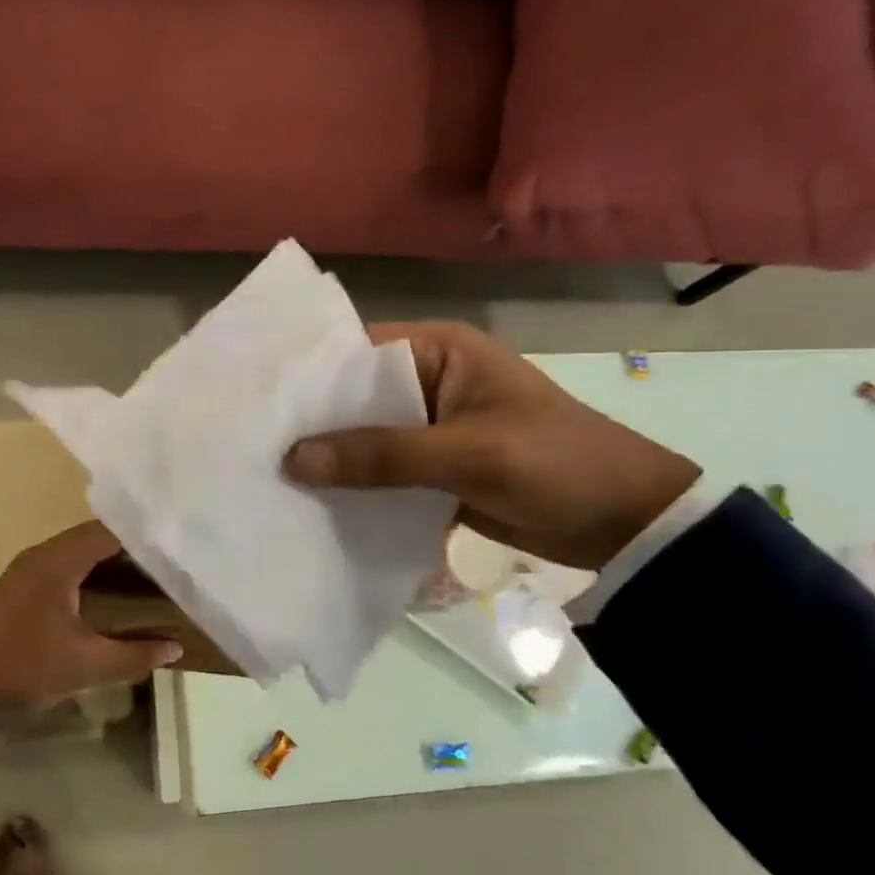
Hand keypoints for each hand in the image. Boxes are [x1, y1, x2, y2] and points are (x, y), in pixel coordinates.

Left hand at [0, 521, 181, 711]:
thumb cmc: (24, 668)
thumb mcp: (86, 666)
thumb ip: (134, 655)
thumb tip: (175, 648)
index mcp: (57, 562)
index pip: (108, 532)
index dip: (143, 537)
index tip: (175, 546)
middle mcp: (40, 556)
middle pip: (93, 539)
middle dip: (130, 549)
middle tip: (167, 561)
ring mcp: (24, 571)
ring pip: (75, 554)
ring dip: (107, 562)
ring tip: (147, 575)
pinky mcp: (16, 589)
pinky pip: (61, 568)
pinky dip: (87, 574)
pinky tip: (107, 594)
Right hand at [285, 322, 699, 569]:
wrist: (625, 523)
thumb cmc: (555, 465)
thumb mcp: (468, 455)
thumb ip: (382, 456)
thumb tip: (295, 460)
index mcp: (440, 352)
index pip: (357, 351)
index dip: (308, 376)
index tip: (257, 403)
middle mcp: (427, 382)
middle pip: (354, 398)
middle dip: (311, 423)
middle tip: (250, 445)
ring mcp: (429, 428)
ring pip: (365, 438)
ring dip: (330, 459)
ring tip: (267, 476)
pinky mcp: (433, 469)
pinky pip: (382, 472)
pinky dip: (354, 487)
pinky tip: (312, 505)